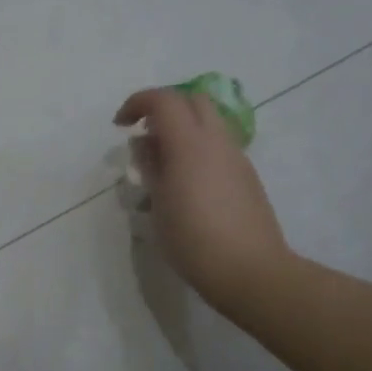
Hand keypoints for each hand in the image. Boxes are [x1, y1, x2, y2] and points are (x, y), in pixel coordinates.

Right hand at [116, 87, 289, 313]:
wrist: (250, 270)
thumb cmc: (194, 240)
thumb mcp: (159, 204)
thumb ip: (150, 167)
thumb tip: (144, 144)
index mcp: (190, 144)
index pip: (163, 100)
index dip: (137, 103)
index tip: (120, 125)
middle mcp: (217, 141)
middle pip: (192, 100)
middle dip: (164, 108)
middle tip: (145, 135)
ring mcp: (236, 157)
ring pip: (209, 122)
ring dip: (183, 129)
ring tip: (163, 164)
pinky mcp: (247, 176)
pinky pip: (218, 146)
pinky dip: (198, 149)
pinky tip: (186, 184)